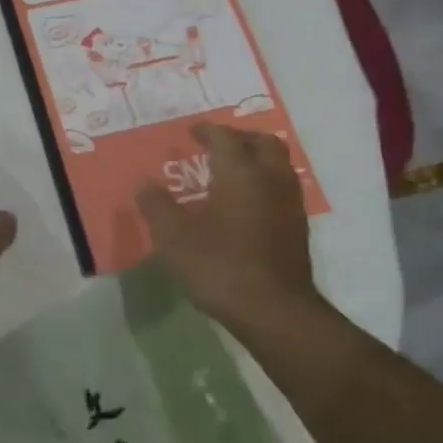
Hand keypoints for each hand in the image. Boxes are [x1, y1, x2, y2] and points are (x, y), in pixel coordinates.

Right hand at [135, 123, 322, 332]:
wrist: (275, 311)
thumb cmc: (220, 266)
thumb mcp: (174, 237)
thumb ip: (157, 206)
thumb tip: (144, 184)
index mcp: (240, 173)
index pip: (226, 137)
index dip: (208, 131)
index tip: (192, 132)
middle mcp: (270, 180)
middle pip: (263, 143)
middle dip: (241, 138)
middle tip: (218, 145)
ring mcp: (290, 205)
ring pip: (279, 165)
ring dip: (258, 159)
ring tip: (234, 171)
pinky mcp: (298, 230)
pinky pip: (283, 190)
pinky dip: (266, 184)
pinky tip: (248, 204)